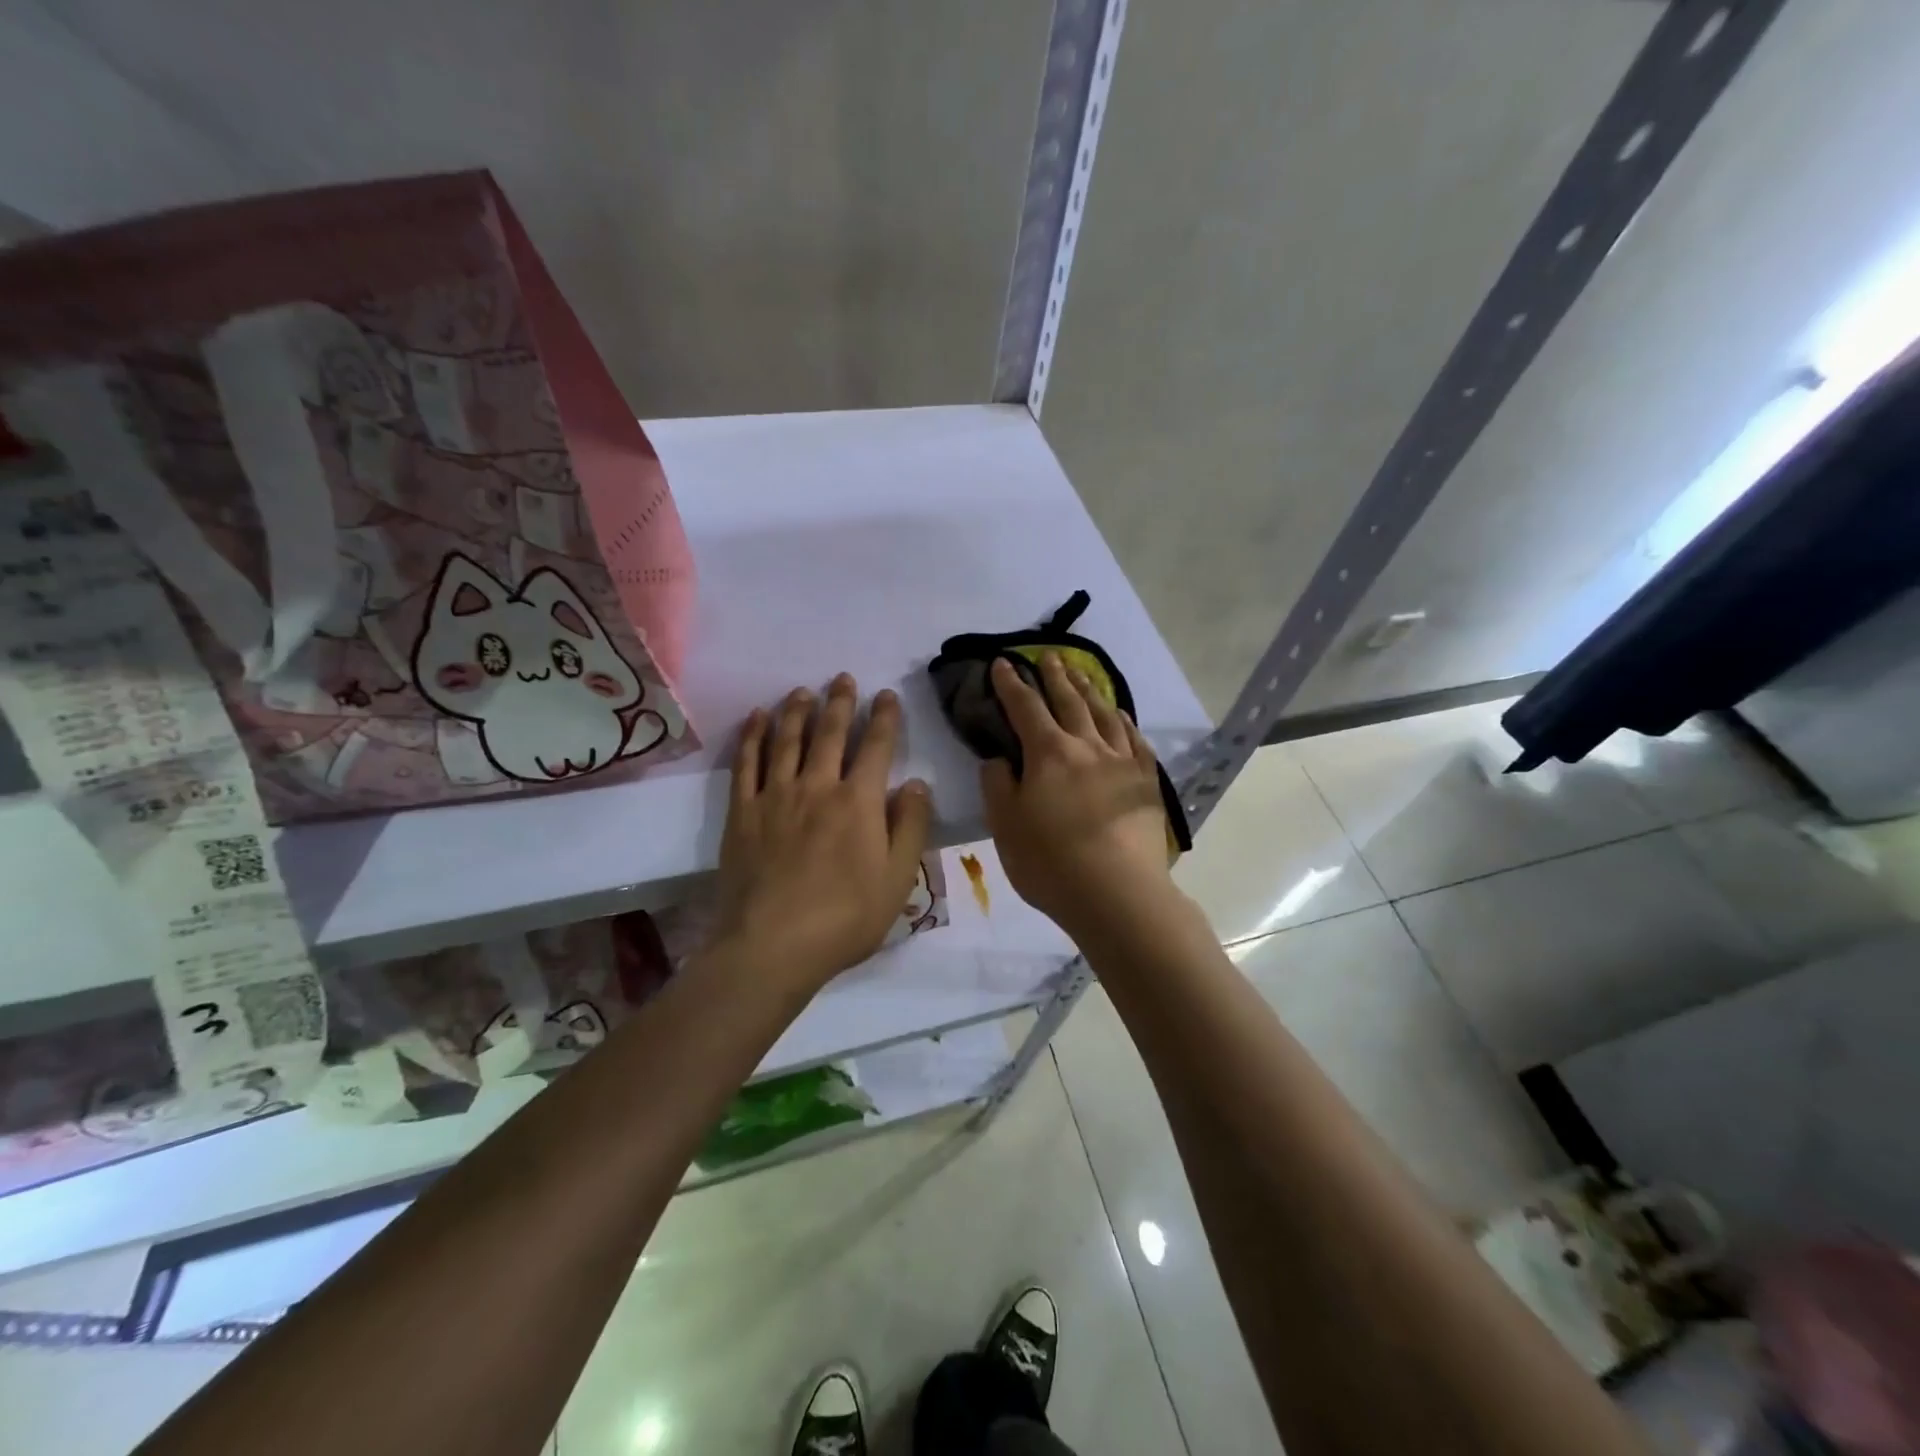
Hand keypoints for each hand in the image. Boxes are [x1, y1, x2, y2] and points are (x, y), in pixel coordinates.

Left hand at [712, 673, 932, 993]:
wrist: (771, 946)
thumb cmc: (845, 918)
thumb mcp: (897, 879)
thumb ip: (910, 827)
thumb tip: (917, 784)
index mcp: (859, 802)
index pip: (876, 747)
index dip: (884, 718)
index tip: (886, 695)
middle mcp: (817, 787)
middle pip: (830, 734)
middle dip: (840, 703)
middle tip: (843, 679)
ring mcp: (775, 797)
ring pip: (787, 740)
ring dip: (797, 711)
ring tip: (802, 691)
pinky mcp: (742, 813)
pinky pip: (747, 764)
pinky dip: (753, 737)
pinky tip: (757, 719)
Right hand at [980, 653, 1175, 939]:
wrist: (1117, 894)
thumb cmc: (1051, 863)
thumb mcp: (1005, 826)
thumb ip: (997, 785)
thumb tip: (999, 758)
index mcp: (1048, 754)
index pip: (1024, 708)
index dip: (1011, 684)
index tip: (1003, 663)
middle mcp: (1086, 746)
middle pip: (1068, 701)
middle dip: (1055, 676)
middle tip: (1049, 656)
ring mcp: (1121, 762)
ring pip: (1103, 714)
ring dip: (1089, 690)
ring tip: (1081, 674)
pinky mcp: (1145, 782)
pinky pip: (1134, 740)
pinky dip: (1123, 721)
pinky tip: (1120, 715)